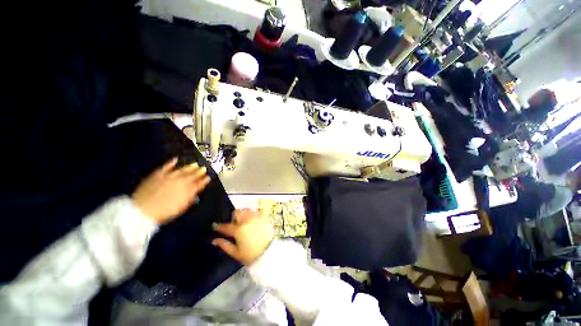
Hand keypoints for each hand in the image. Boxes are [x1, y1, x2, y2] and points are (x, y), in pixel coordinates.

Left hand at [132, 158, 209, 223]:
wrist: (142, 210)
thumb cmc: (163, 212)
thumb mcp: (181, 208)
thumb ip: (190, 199)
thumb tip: (196, 194)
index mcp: (186, 191)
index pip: (198, 184)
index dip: (204, 181)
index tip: (208, 178)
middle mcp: (179, 182)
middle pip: (192, 175)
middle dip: (199, 172)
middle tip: (204, 168)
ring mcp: (168, 177)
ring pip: (182, 170)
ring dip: (189, 167)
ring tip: (195, 164)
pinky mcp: (158, 175)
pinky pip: (166, 167)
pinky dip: (171, 163)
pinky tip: (175, 159)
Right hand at [212, 209, 274, 265]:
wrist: (268, 253)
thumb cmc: (251, 255)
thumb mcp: (235, 253)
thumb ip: (224, 245)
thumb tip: (214, 240)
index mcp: (239, 230)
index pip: (226, 226)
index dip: (219, 226)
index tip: (215, 225)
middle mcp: (247, 220)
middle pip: (237, 212)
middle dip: (233, 216)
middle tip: (233, 224)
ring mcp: (256, 217)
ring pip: (247, 209)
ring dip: (243, 213)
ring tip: (243, 221)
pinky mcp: (264, 217)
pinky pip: (256, 211)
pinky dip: (252, 213)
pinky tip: (252, 220)